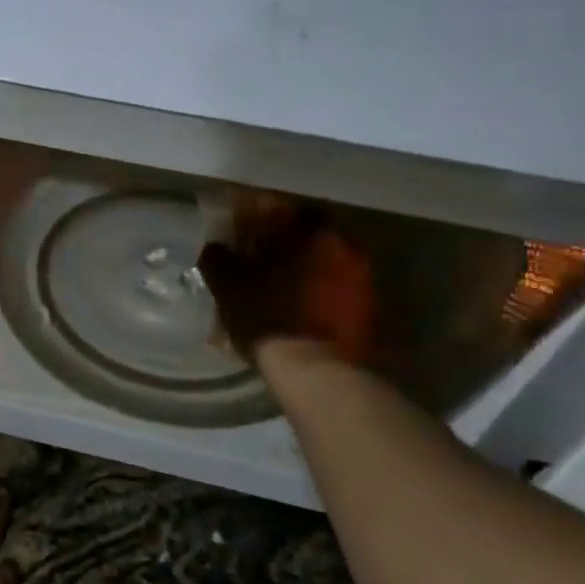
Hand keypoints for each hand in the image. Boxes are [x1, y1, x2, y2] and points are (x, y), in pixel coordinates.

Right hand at [198, 192, 375, 366]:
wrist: (318, 374)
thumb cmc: (270, 319)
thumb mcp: (230, 288)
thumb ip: (219, 260)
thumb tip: (214, 246)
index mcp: (314, 234)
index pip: (287, 208)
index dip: (262, 215)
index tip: (244, 227)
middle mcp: (347, 248)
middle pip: (310, 235)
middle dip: (284, 244)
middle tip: (258, 258)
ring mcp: (364, 281)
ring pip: (326, 263)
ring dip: (302, 270)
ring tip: (276, 287)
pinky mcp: (370, 312)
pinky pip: (337, 290)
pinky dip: (317, 293)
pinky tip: (296, 309)